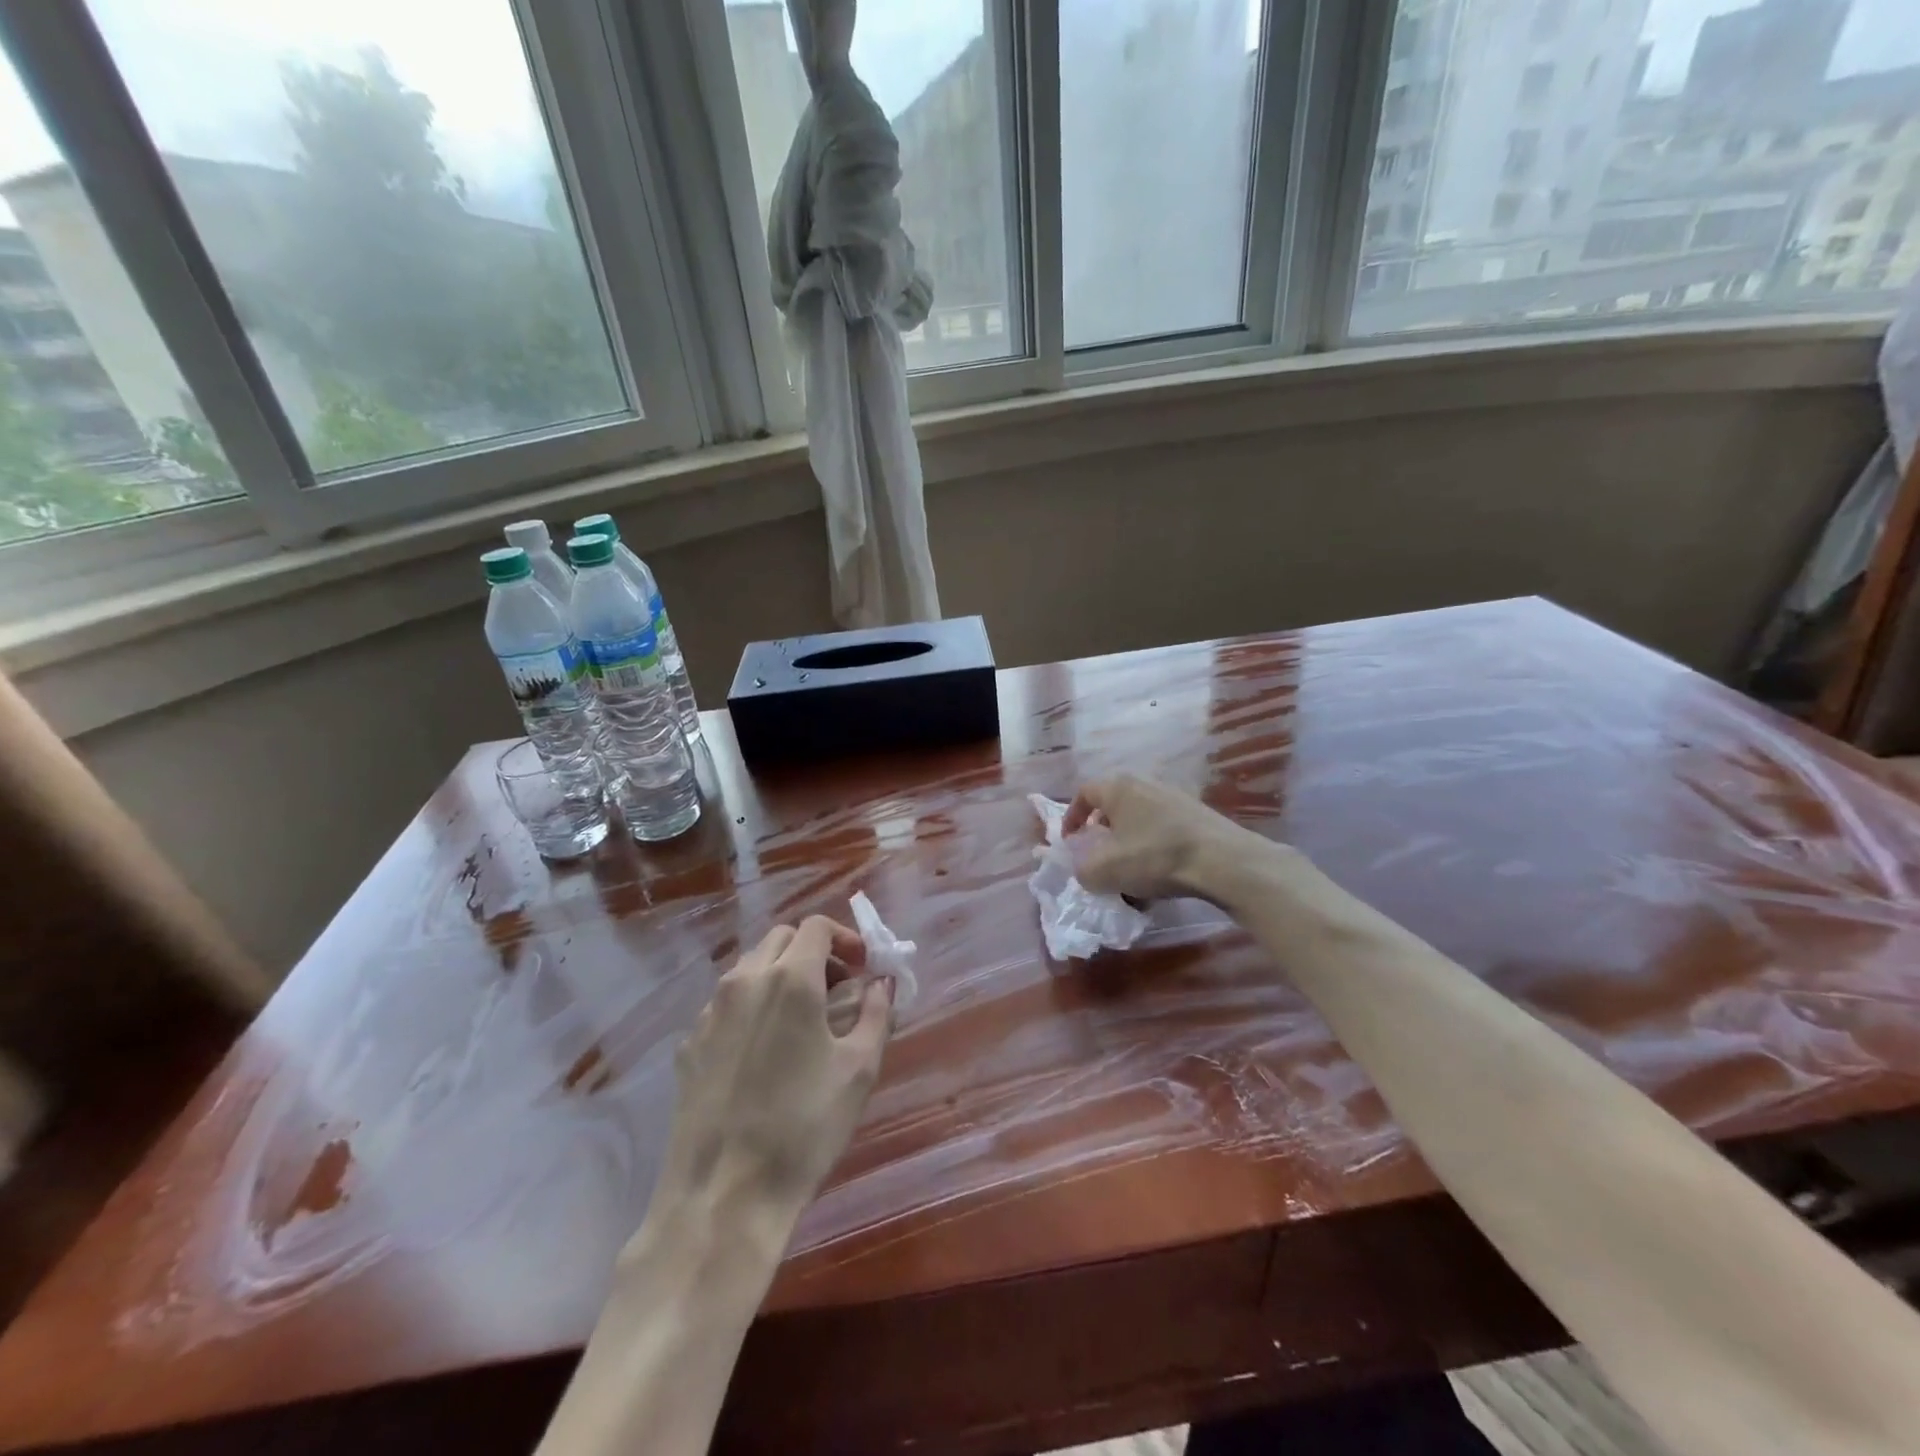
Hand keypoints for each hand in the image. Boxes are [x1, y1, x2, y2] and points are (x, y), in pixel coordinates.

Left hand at [655, 917, 892, 1227]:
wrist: (723, 1196)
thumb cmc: (804, 1128)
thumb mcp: (859, 1070)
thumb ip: (877, 1014)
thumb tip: (881, 984)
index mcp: (789, 978)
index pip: (816, 927)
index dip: (846, 938)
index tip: (864, 968)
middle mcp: (744, 980)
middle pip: (781, 939)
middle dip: (815, 952)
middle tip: (839, 990)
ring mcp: (710, 1011)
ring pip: (750, 967)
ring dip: (782, 974)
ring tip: (804, 1019)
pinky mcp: (689, 1043)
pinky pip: (726, 1003)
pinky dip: (753, 1005)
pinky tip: (765, 1050)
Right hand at [1063, 775, 1271, 901]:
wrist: (1223, 861)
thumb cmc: (1154, 856)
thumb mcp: (1104, 871)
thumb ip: (1082, 870)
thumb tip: (1085, 869)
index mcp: (1118, 787)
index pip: (1084, 792)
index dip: (1072, 817)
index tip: (1070, 842)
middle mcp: (1145, 783)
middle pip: (1114, 804)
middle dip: (1102, 831)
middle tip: (1099, 855)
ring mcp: (1175, 797)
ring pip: (1140, 818)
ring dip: (1129, 842)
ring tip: (1131, 870)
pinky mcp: (1198, 815)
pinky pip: (1163, 828)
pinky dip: (1153, 847)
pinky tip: (1160, 874)